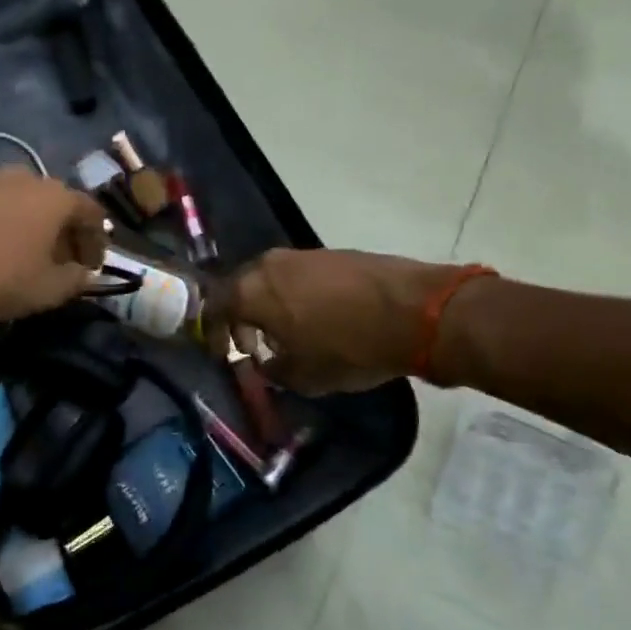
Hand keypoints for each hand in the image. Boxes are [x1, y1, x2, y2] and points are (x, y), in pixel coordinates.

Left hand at [0, 168, 107, 324]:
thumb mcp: (47, 291)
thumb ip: (76, 280)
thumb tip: (85, 274)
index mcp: (57, 197)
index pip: (93, 214)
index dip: (98, 243)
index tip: (93, 268)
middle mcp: (29, 177)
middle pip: (59, 204)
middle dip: (66, 234)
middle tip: (63, 263)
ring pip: (27, 202)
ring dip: (35, 227)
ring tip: (29, 256)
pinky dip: (8, 223)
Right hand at [220, 248, 465, 394]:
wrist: (416, 311)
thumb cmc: (348, 347)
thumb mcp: (304, 375)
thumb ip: (273, 370)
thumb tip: (266, 364)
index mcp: (253, 290)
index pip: (214, 306)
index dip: (214, 333)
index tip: (224, 354)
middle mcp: (271, 264)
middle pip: (241, 288)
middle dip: (241, 318)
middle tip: (253, 347)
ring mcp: (304, 255)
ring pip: (271, 280)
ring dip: (269, 307)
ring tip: (287, 337)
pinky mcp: (333, 254)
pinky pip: (299, 277)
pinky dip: (295, 298)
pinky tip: (317, 321)